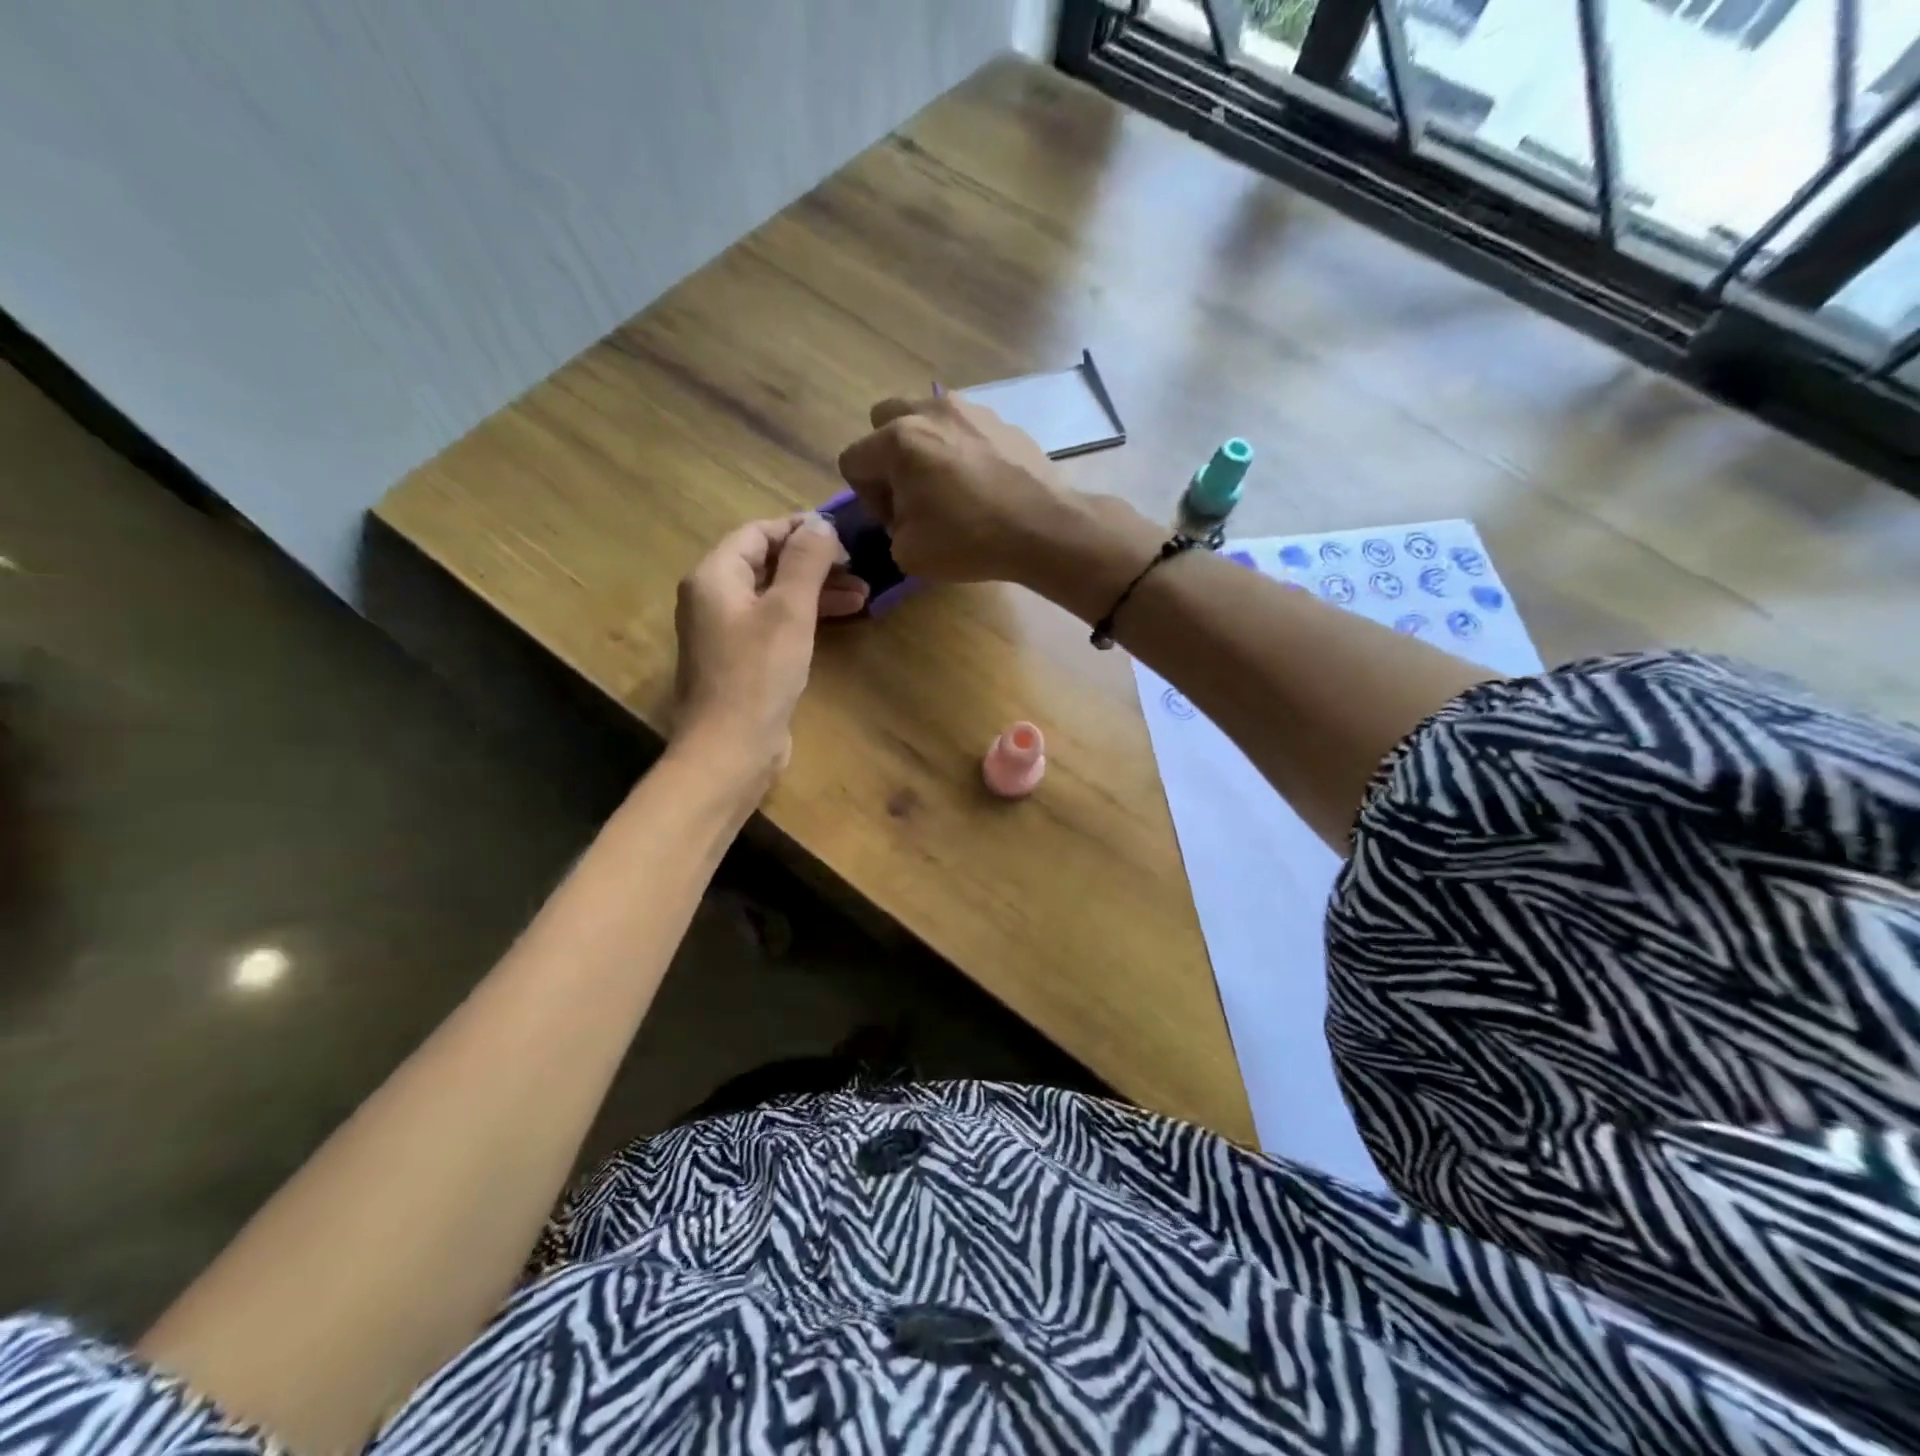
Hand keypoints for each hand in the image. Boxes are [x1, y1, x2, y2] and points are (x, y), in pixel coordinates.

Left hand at [672, 514, 867, 783]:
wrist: (732, 749)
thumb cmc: (759, 674)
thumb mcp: (789, 610)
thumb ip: (806, 561)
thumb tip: (821, 523)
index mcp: (714, 577)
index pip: (758, 533)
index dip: (800, 528)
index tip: (844, 535)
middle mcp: (713, 598)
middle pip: (767, 563)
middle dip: (815, 563)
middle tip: (859, 567)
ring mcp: (726, 632)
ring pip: (775, 596)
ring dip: (817, 591)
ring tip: (864, 595)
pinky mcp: (742, 661)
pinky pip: (775, 624)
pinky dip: (805, 617)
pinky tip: (840, 620)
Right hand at [835, 394, 1070, 584]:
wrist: (1043, 528)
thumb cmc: (968, 541)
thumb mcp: (907, 553)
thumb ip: (889, 527)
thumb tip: (902, 513)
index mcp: (898, 441)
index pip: (852, 460)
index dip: (866, 497)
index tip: (894, 520)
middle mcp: (929, 411)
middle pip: (884, 421)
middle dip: (888, 457)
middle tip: (912, 493)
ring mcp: (970, 409)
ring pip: (927, 416)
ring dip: (925, 446)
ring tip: (948, 484)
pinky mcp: (1002, 420)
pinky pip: (965, 428)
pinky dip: (962, 449)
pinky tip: (982, 483)